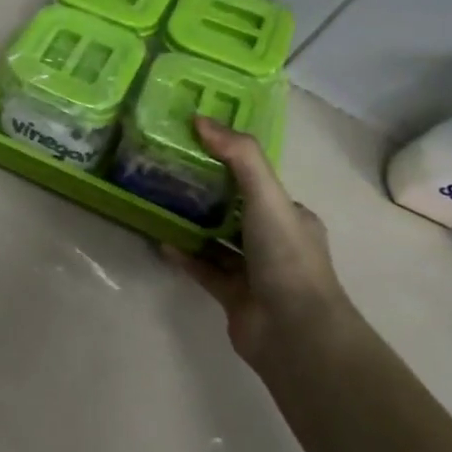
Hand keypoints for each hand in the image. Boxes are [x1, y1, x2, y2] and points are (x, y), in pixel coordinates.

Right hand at [163, 117, 354, 369]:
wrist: (293, 331)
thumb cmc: (285, 257)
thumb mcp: (267, 197)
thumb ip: (239, 157)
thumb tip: (201, 119)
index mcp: (291, 216)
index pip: (258, 182)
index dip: (229, 163)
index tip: (195, 147)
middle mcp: (274, 241)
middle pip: (235, 210)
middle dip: (206, 193)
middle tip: (168, 172)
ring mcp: (254, 271)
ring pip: (217, 240)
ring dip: (192, 224)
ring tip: (159, 203)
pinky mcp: (233, 296)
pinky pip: (203, 269)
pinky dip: (184, 255)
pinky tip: (160, 241)